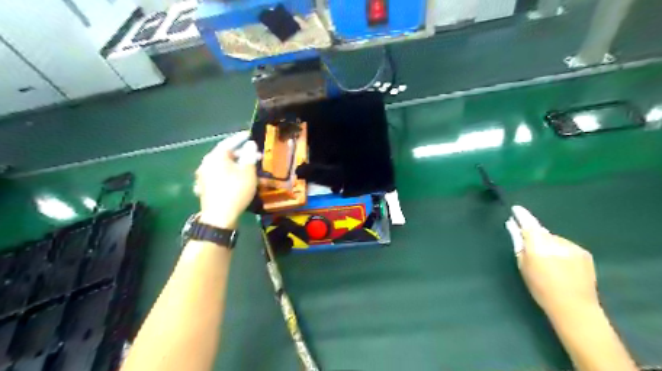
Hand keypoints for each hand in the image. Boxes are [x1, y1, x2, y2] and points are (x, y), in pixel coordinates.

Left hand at [194, 130, 259, 228]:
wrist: (219, 217)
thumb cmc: (235, 191)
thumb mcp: (248, 172)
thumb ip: (249, 156)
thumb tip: (250, 145)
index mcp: (216, 156)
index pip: (230, 142)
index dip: (241, 138)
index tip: (250, 135)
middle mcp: (206, 163)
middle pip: (225, 154)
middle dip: (241, 154)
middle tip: (255, 155)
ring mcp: (202, 176)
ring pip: (221, 165)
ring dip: (235, 164)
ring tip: (247, 168)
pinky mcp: (203, 187)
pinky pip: (218, 175)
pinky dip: (227, 174)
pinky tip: (234, 178)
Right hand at [508, 206, 600, 318]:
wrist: (574, 307)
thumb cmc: (541, 288)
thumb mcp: (523, 265)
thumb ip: (518, 243)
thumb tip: (513, 226)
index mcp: (538, 245)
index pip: (528, 223)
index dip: (521, 215)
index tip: (516, 209)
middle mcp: (555, 241)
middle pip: (541, 232)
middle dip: (535, 236)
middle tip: (531, 249)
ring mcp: (572, 246)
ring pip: (553, 238)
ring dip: (548, 244)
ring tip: (549, 262)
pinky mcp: (584, 252)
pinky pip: (565, 245)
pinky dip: (561, 250)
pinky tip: (562, 265)